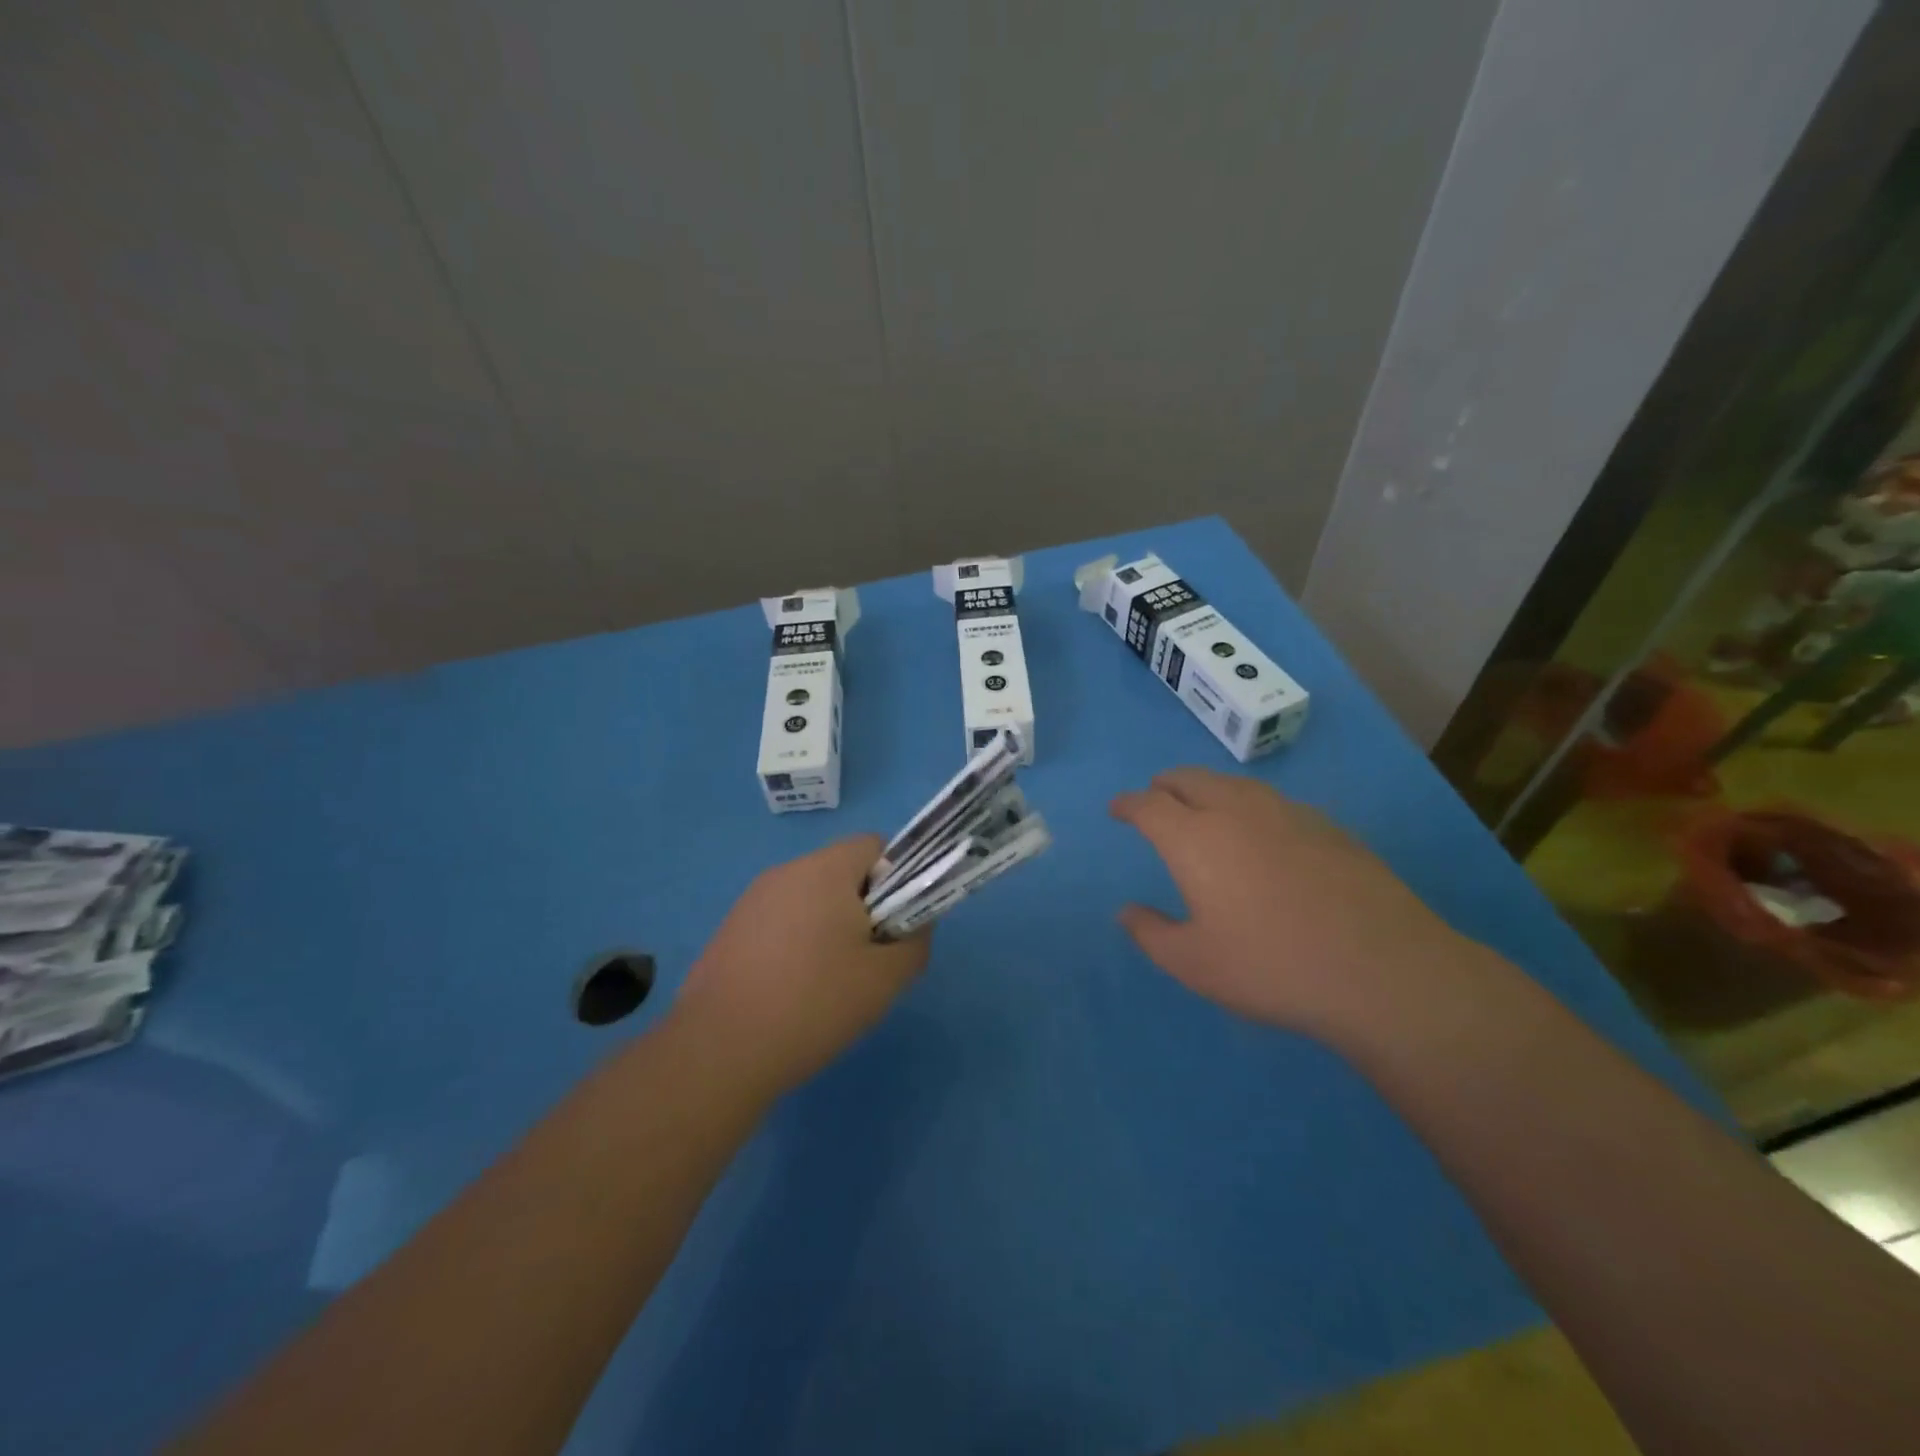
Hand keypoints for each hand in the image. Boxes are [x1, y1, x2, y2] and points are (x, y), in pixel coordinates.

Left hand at [672, 835, 930, 1095]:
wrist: (718, 1052)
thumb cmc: (813, 1004)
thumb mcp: (885, 979)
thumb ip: (915, 942)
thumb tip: (915, 925)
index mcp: (825, 870)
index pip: (875, 846)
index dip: (898, 879)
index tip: (894, 925)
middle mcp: (786, 872)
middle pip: (842, 872)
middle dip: (864, 907)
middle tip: (868, 959)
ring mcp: (752, 900)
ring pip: (810, 899)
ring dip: (829, 928)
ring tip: (830, 983)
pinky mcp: (730, 930)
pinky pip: (780, 922)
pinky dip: (796, 944)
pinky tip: (792, 992)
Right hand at [1111, 768, 1481, 1041]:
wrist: (1383, 970)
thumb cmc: (1272, 967)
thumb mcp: (1194, 964)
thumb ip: (1151, 933)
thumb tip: (1127, 911)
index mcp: (1194, 838)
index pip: (1148, 804)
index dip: (1127, 804)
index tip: (1117, 809)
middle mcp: (1236, 811)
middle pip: (1189, 779)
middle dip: (1164, 785)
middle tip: (1155, 798)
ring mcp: (1287, 813)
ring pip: (1233, 784)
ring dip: (1207, 789)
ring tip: (1203, 808)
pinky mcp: (1328, 826)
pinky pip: (1272, 802)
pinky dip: (1248, 806)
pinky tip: (1261, 833)